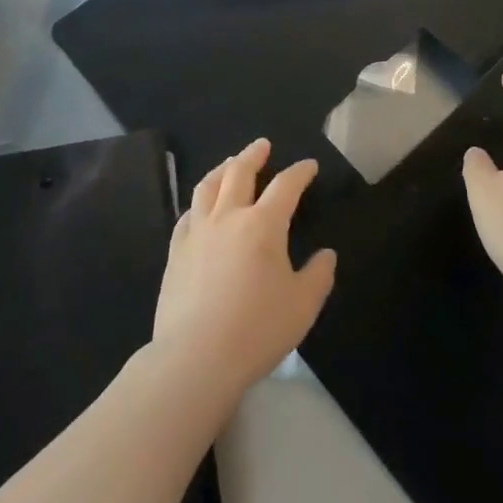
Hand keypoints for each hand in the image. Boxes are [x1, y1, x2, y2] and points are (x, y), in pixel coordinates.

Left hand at [151, 140, 335, 400]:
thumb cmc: (257, 329)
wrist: (196, 357)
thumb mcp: (303, 306)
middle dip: (253, 155)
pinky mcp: (176, 252)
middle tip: (262, 145)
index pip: (285, 186)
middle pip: (239, 172)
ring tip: (230, 163)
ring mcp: (197, 232)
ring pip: (208, 186)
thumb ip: (318, 275)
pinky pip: (187, 215)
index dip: (299, 172)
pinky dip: (198, 203)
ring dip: (222, 169)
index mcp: (263, 225)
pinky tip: (201, 208)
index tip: (309, 166)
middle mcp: (228, 217)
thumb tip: (326, 254)